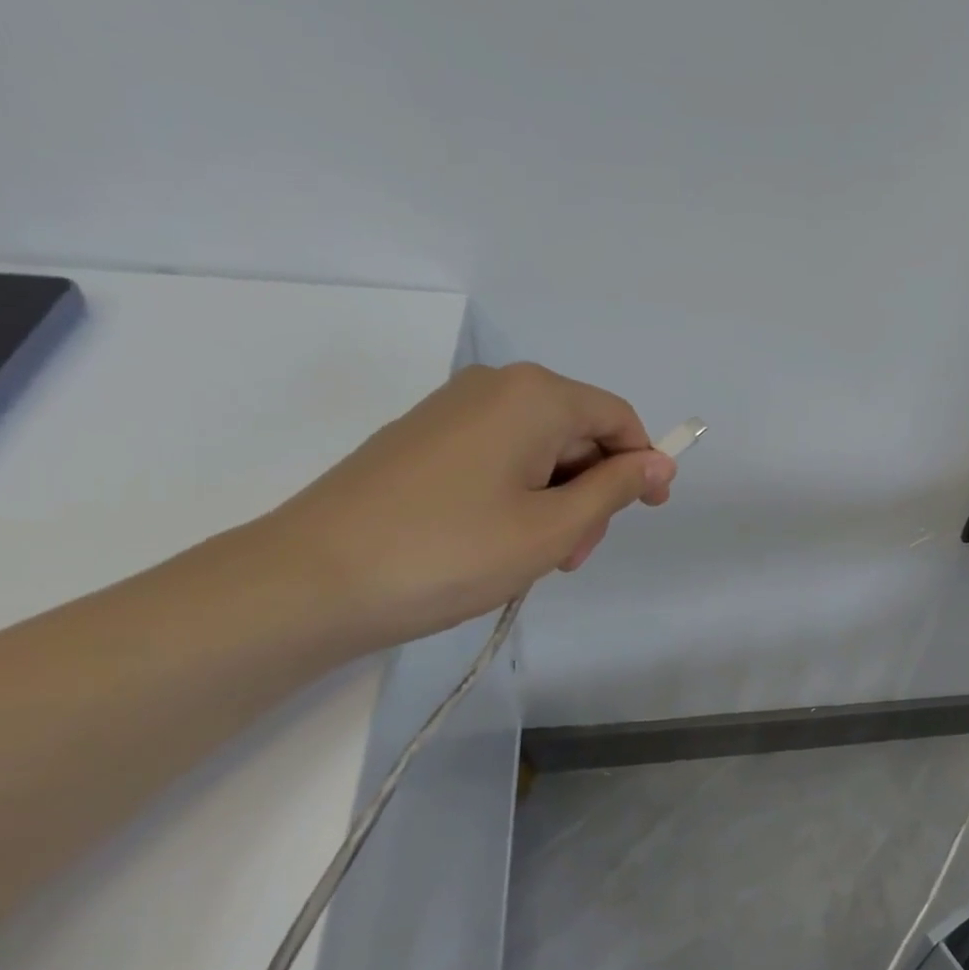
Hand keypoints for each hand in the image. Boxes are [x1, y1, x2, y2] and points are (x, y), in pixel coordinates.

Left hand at [261, 362, 675, 647]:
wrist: (308, 581)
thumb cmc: (451, 552)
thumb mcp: (554, 528)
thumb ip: (616, 489)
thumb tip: (660, 462)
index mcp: (535, 395)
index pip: (617, 417)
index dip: (644, 464)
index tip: (648, 514)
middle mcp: (495, 387)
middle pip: (577, 432)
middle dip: (592, 491)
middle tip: (574, 555)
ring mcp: (452, 410)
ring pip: (538, 449)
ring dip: (556, 500)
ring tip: (534, 558)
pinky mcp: (422, 438)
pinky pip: (498, 456)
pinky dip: (518, 495)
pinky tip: (497, 541)